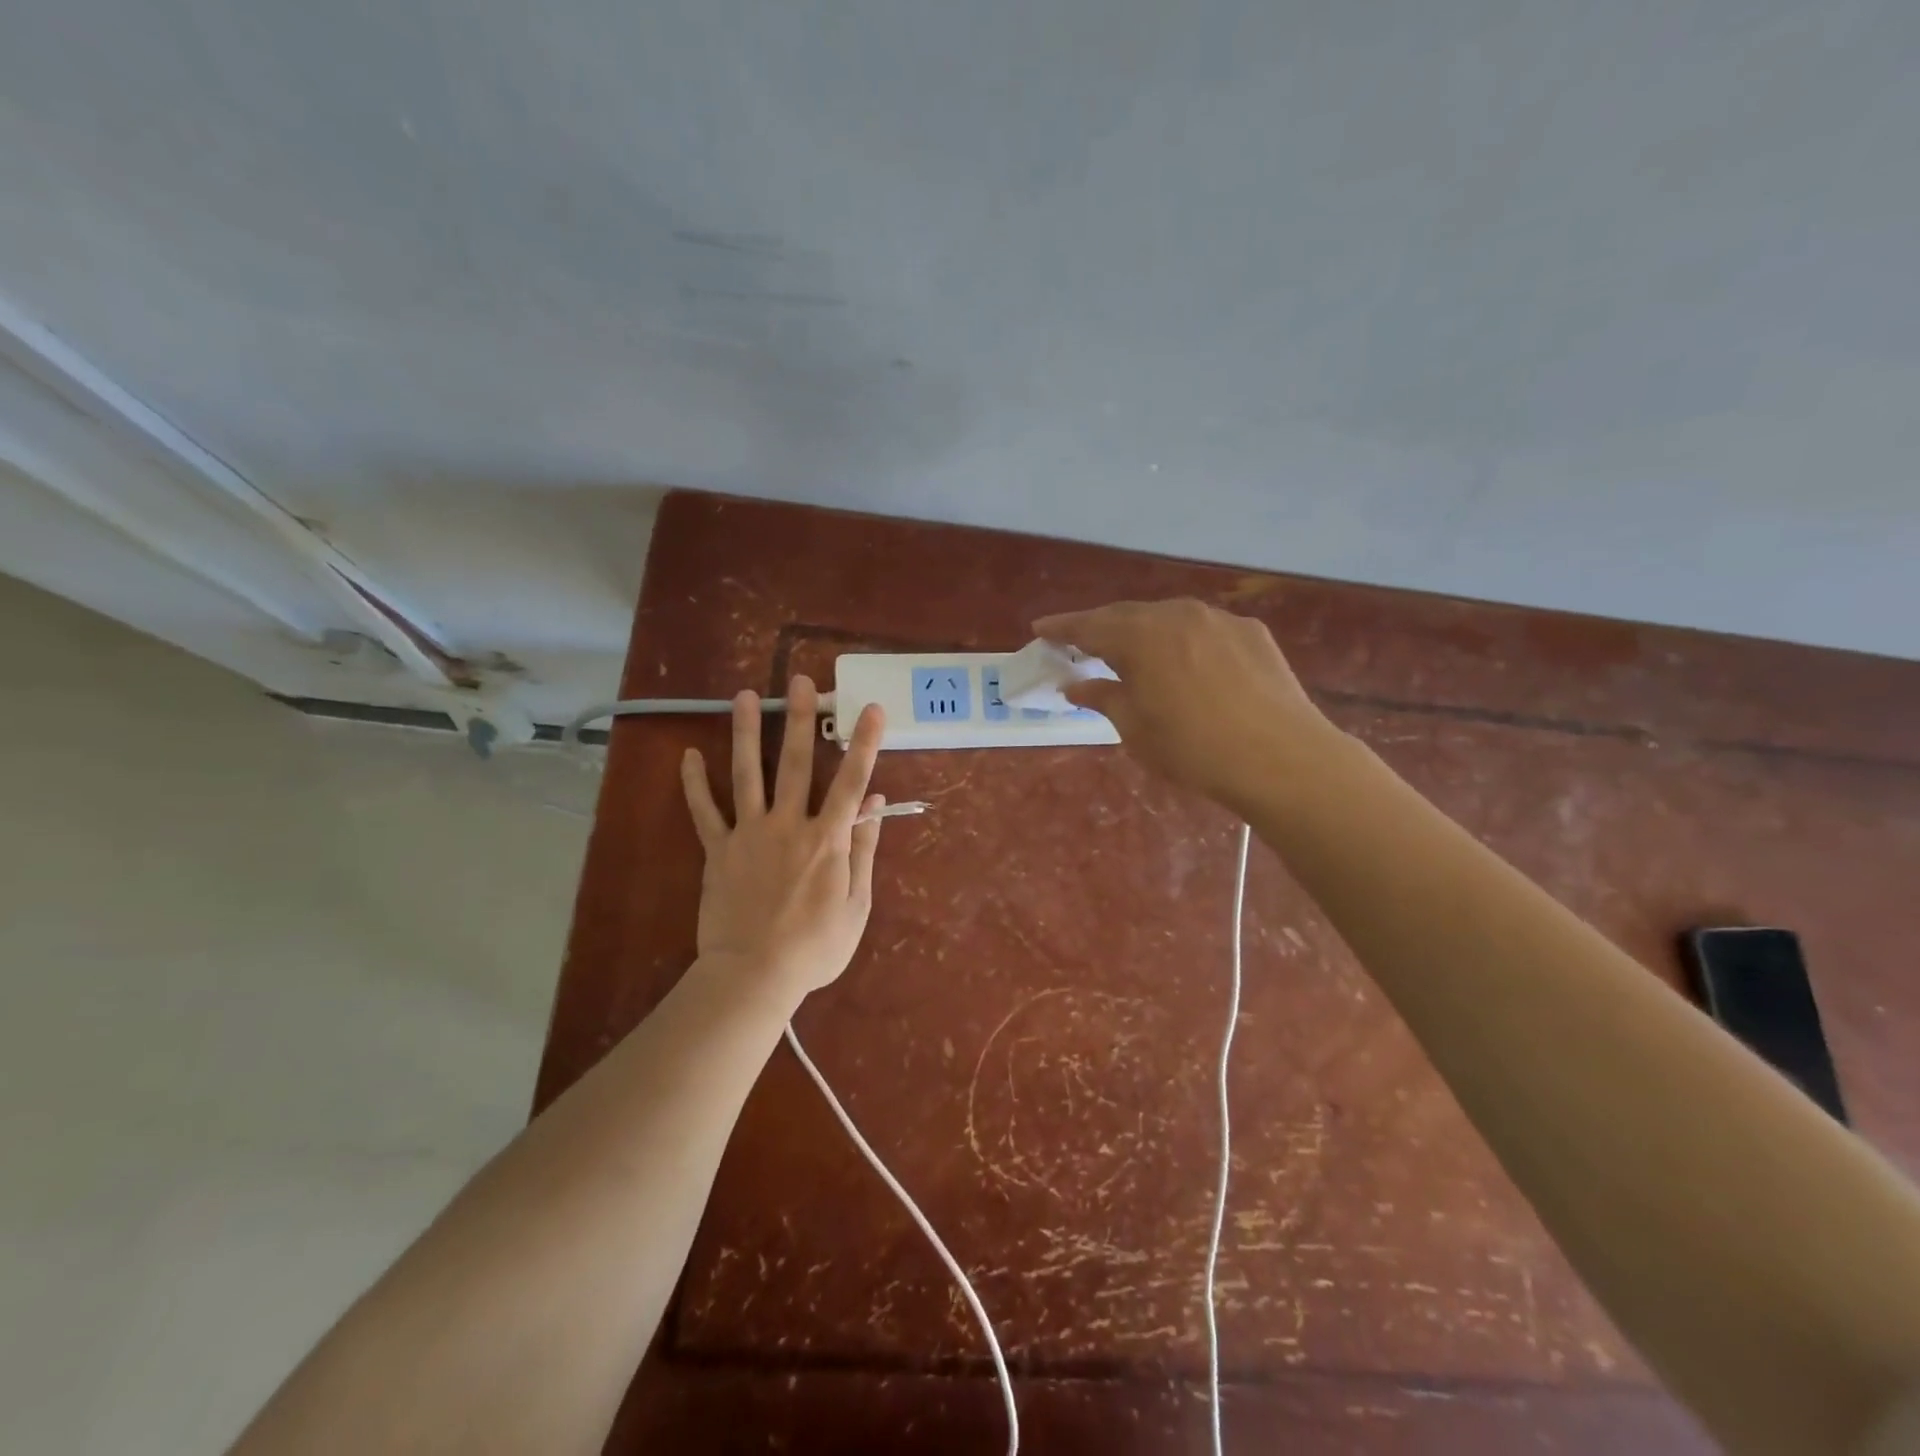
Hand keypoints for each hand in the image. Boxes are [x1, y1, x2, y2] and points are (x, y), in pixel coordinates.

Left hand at [680, 678, 885, 1002]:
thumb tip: (876, 805)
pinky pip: (704, 812)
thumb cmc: (815, 947)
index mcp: (827, 839)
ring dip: (747, 732)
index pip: (851, 781)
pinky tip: (688, 756)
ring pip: (747, 774)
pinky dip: (695, 784)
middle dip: (801, 719)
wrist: (754, 975)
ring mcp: (749, 834)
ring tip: (745, 696)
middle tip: (801, 681)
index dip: (864, 743)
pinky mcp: (718, 850)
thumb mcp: (857, 905)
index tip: (872, 708)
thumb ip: (865, 850)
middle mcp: (788, 824)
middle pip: (796, 763)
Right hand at [1033, 598, 1335, 813]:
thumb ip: (1103, 698)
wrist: (1281, 758)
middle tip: (1080, 641)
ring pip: (1167, 617)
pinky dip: (1181, 639)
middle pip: (1127, 614)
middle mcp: (1176, 615)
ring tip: (1130, 649)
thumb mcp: (1135, 729)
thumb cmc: (1193, 749)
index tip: (1039, 629)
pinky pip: (1202, 628)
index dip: (1061, 628)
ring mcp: (1218, 619)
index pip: (1089, 626)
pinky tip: (1184, 661)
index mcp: (1140, 637)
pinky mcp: (1251, 632)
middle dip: (1100, 626)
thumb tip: (1075, 685)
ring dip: (1142, 631)